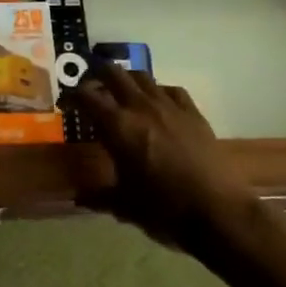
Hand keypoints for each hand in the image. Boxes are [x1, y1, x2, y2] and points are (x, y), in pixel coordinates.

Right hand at [68, 64, 255, 244]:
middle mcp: (140, 107)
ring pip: (142, 76)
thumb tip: (79, 198)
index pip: (87, 95)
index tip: (67, 103)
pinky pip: (170, 90)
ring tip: (121, 91)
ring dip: (127, 79)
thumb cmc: (164, 209)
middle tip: (91, 86)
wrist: (218, 213)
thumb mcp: (124, 205)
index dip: (72, 95)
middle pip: (113, 73)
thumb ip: (99, 196)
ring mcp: (169, 106)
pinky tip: (157, 103)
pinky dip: (158, 91)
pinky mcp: (193, 113)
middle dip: (97, 74)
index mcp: (117, 126)